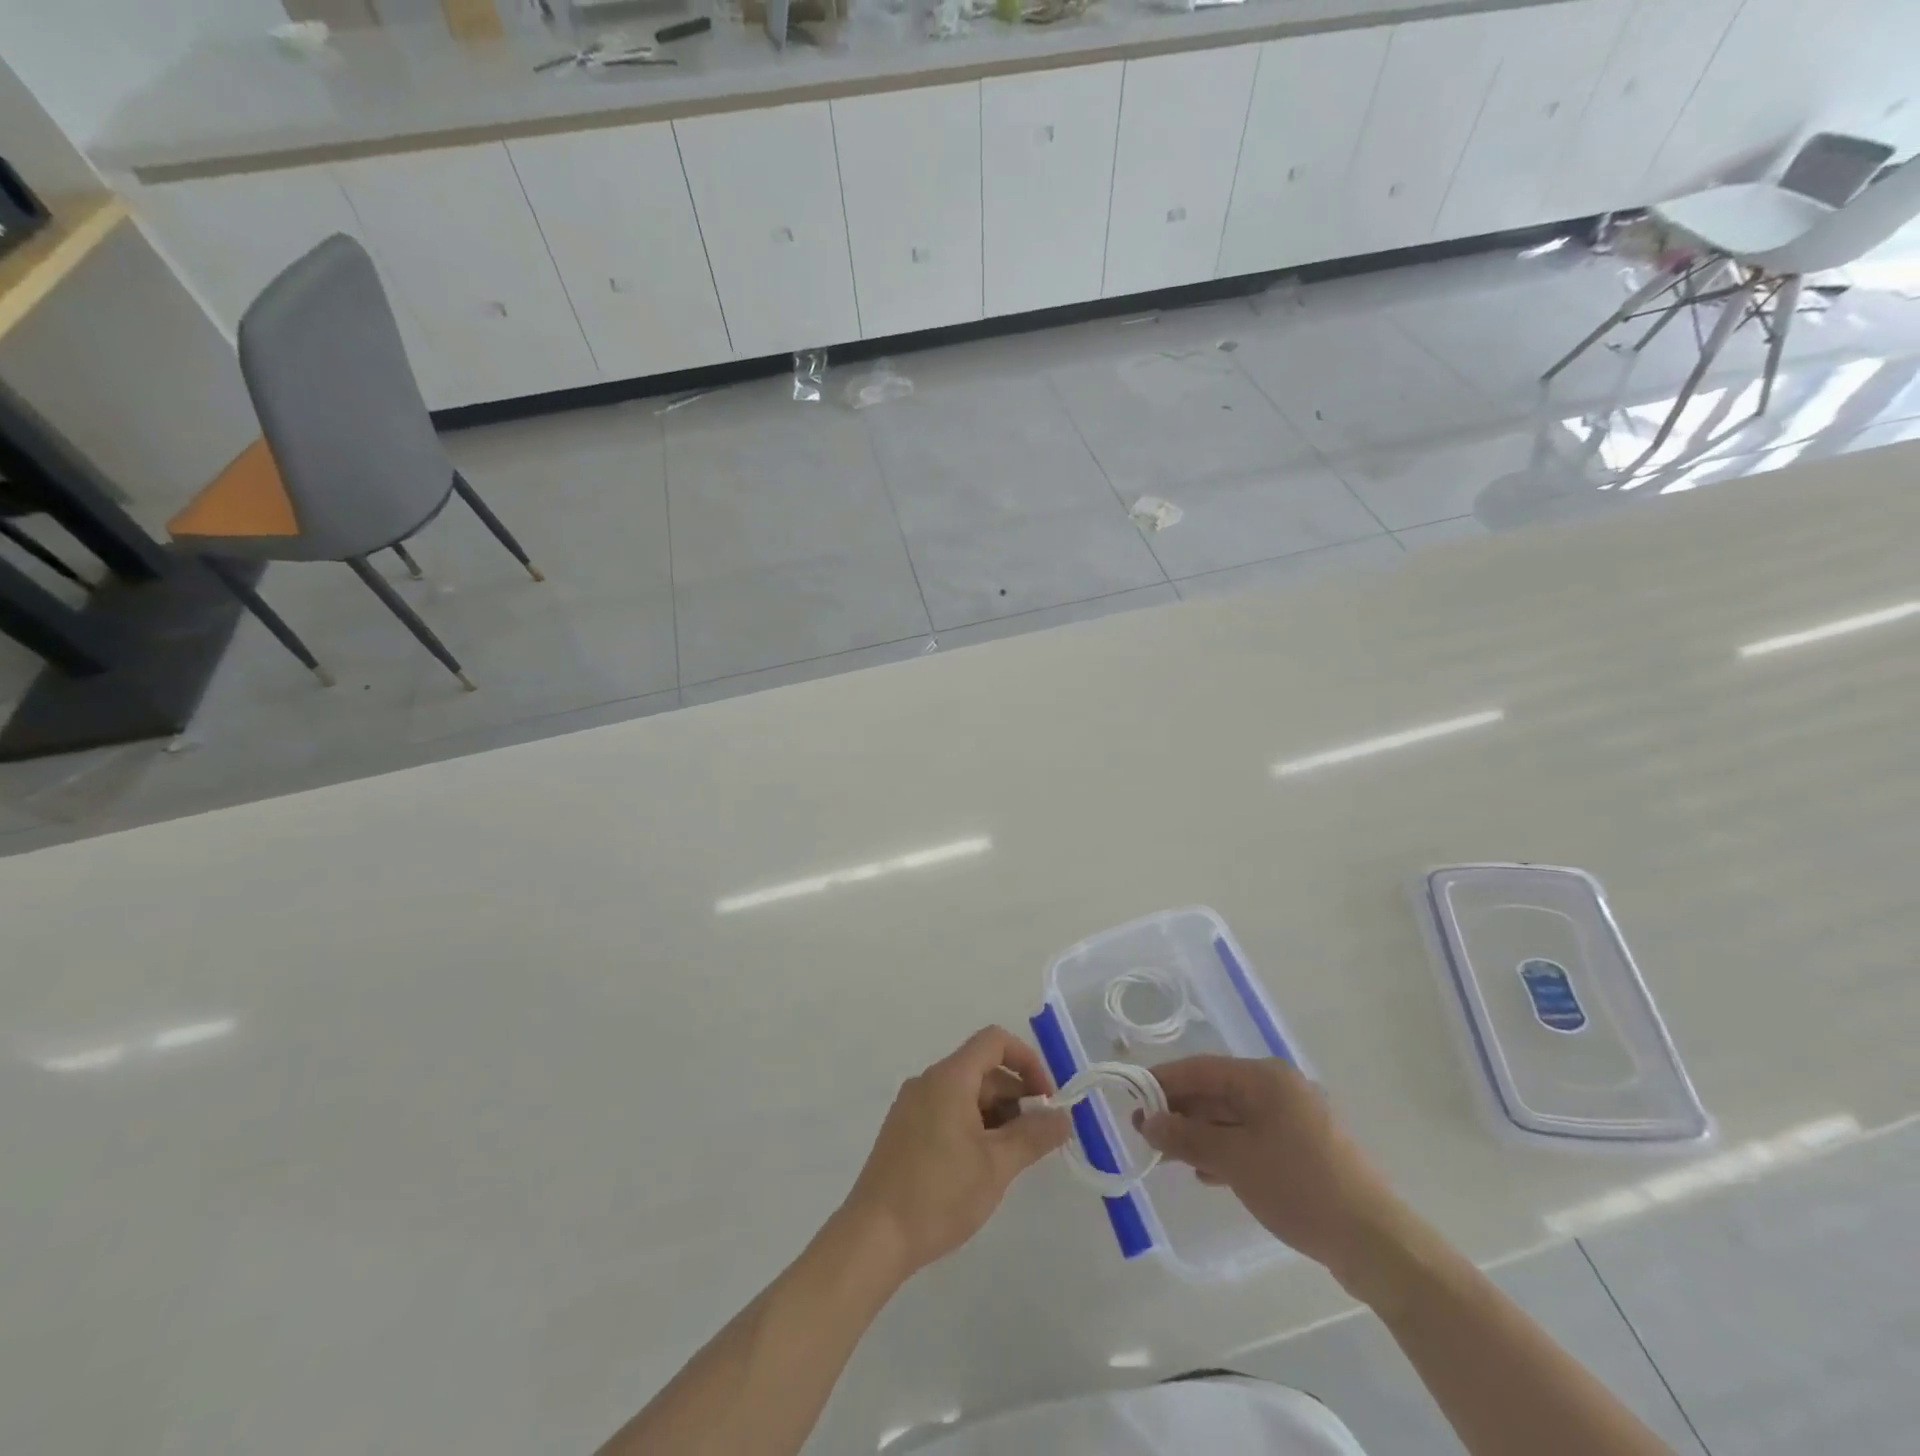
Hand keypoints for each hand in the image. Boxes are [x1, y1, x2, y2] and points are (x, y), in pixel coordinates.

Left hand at [841, 1026, 1070, 1278]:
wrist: (873, 1237)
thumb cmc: (939, 1194)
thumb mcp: (996, 1166)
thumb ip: (1034, 1135)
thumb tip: (1064, 1116)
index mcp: (949, 1077)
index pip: (994, 1041)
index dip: (1027, 1061)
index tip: (1047, 1100)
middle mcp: (928, 1081)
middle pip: (982, 1069)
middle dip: (1016, 1096)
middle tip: (1036, 1140)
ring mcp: (912, 1105)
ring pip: (966, 1093)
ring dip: (996, 1115)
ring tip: (1010, 1159)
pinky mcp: (904, 1130)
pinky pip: (947, 1111)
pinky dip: (973, 1126)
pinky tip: (980, 1167)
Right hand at [1138, 1055, 1418, 1294]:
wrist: (1376, 1244)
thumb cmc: (1299, 1187)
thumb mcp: (1233, 1160)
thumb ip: (1186, 1137)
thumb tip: (1146, 1122)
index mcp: (1265, 1078)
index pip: (1200, 1069)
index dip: (1163, 1081)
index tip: (1131, 1097)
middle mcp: (1279, 1089)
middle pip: (1216, 1091)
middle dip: (1179, 1111)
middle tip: (1145, 1132)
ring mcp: (1294, 1120)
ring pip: (1232, 1117)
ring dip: (1199, 1133)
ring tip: (1167, 1156)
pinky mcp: (1303, 1150)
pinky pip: (1251, 1138)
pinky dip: (1225, 1150)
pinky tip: (1206, 1173)